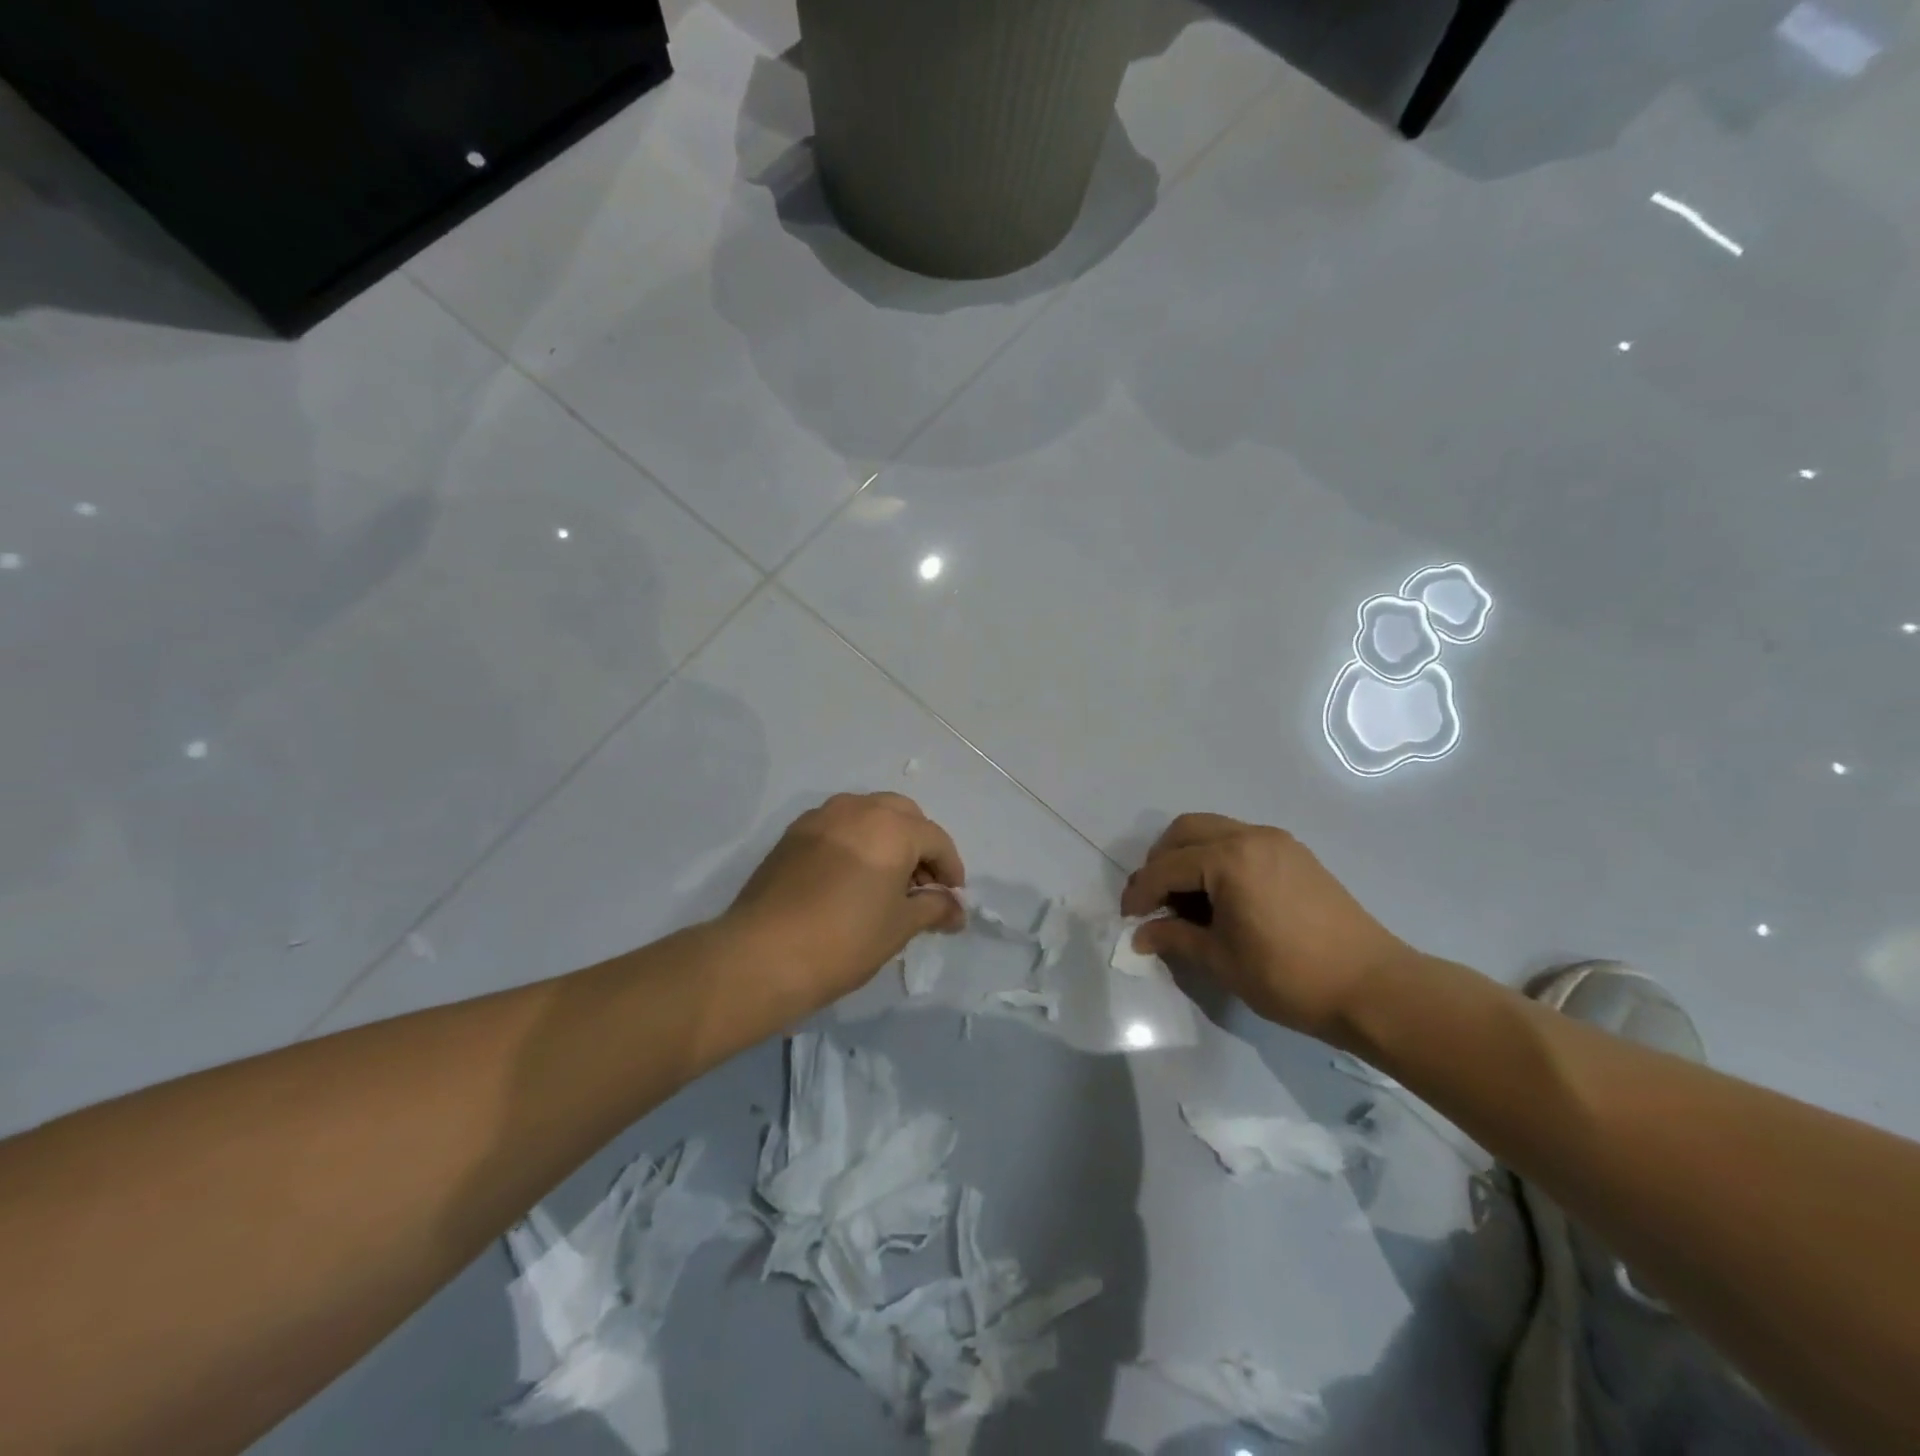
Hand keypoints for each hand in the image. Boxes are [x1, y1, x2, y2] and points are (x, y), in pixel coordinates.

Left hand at [721, 792, 965, 1014]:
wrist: (762, 955)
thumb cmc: (844, 940)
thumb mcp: (899, 927)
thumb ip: (934, 908)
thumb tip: (955, 908)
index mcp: (892, 827)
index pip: (936, 839)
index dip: (951, 870)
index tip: (952, 900)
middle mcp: (858, 809)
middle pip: (903, 815)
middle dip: (920, 845)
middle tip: (922, 885)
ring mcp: (821, 817)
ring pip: (868, 814)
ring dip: (886, 838)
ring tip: (886, 881)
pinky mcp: (793, 833)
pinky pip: (837, 826)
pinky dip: (855, 841)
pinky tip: (851, 878)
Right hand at [1119, 813, 1413, 1042]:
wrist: (1373, 988)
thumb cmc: (1289, 976)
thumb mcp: (1221, 960)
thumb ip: (1175, 938)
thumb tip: (1141, 935)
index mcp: (1229, 859)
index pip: (1167, 867)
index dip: (1141, 892)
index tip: (1128, 918)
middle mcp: (1251, 836)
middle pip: (1186, 831)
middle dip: (1161, 861)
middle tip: (1154, 900)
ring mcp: (1277, 842)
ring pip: (1214, 830)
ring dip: (1189, 856)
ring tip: (1185, 899)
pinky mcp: (1295, 855)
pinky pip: (1241, 841)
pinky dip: (1218, 858)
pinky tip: (1221, 896)